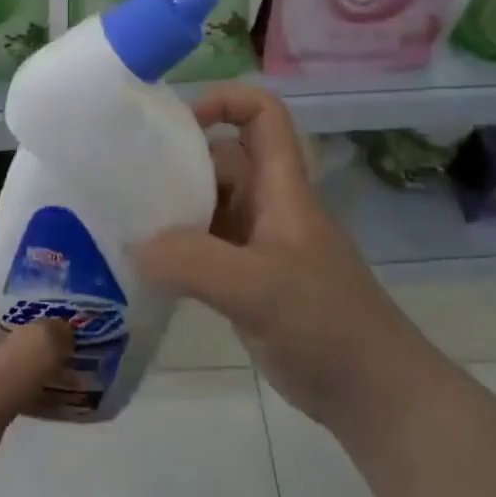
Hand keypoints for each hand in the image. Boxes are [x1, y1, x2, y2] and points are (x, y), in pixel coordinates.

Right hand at [137, 85, 415, 435]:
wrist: (373, 395)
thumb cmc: (326, 325)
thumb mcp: (258, 288)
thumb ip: (192, 262)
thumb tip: (132, 245)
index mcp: (281, 188)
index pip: (263, 116)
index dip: (225, 101)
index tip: (177, 125)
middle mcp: (268, 206)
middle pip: (221, 159)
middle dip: (178, 161)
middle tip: (124, 179)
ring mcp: (258, 244)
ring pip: (209, 204)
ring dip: (171, 208)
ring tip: (122, 220)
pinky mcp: (247, 281)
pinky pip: (204, 247)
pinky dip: (176, 249)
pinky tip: (143, 266)